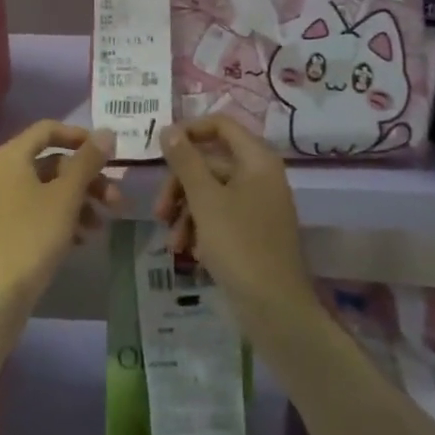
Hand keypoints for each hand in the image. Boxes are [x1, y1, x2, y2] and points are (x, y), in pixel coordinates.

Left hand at [0, 120, 118, 307]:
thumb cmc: (33, 235)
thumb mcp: (66, 195)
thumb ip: (87, 161)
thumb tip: (106, 132)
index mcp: (12, 156)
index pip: (48, 130)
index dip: (80, 137)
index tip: (108, 153)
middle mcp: (3, 172)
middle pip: (53, 163)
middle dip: (88, 179)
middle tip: (117, 200)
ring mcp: (2, 201)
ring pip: (49, 189)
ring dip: (80, 202)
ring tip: (102, 226)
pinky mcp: (5, 227)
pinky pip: (39, 210)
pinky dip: (63, 218)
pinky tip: (83, 239)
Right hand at [153, 114, 312, 320]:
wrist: (275, 309)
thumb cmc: (239, 245)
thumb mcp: (205, 200)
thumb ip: (185, 161)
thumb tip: (169, 129)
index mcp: (257, 160)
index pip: (221, 125)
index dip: (189, 131)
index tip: (160, 149)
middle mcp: (261, 176)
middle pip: (210, 163)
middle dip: (180, 186)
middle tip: (159, 212)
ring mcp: (259, 206)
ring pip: (211, 193)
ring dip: (186, 213)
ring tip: (172, 243)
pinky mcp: (253, 232)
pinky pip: (221, 217)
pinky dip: (201, 229)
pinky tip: (190, 253)